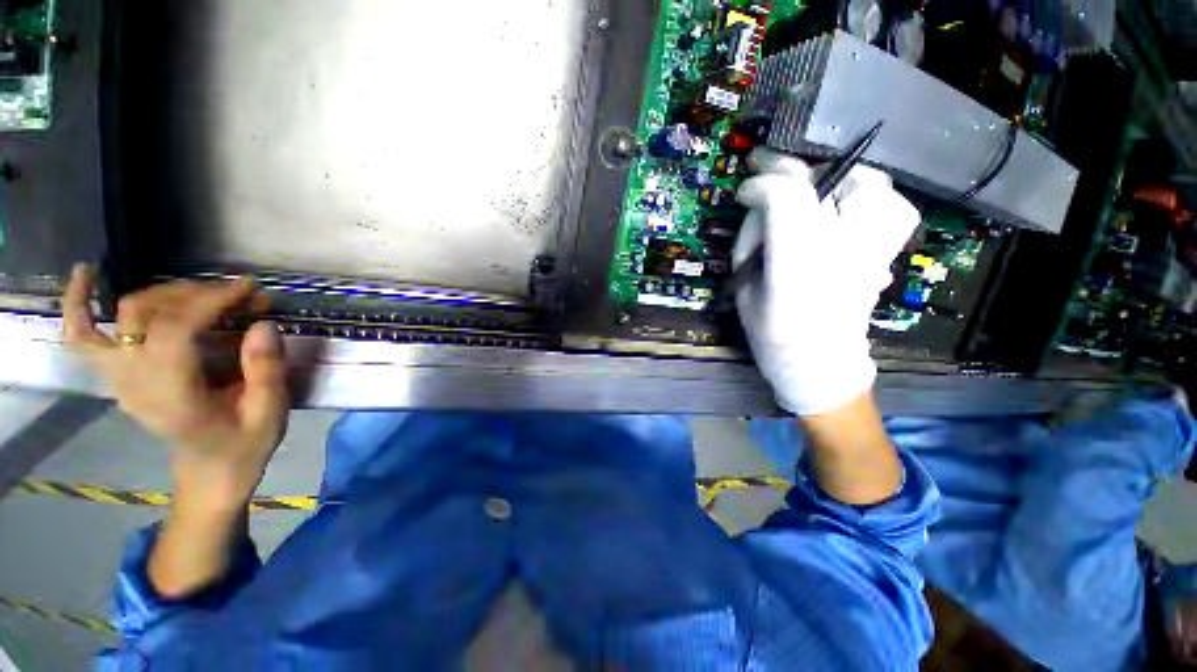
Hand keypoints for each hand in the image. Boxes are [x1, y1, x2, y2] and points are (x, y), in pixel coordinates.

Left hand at [62, 265, 289, 512]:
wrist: (211, 474)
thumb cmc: (244, 447)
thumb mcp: (269, 414)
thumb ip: (266, 370)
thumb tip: (264, 324)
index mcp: (172, 396)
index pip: (174, 329)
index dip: (210, 301)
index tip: (249, 289)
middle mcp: (134, 382)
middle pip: (146, 314)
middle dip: (196, 294)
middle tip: (240, 296)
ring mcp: (119, 378)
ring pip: (121, 316)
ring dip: (163, 293)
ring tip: (198, 289)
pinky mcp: (117, 375)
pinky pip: (82, 336)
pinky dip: (78, 304)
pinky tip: (86, 274)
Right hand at [734, 149, 919, 415]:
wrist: (820, 363)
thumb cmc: (771, 333)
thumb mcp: (744, 289)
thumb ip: (751, 244)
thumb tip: (759, 206)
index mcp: (796, 267)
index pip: (787, 198)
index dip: (762, 183)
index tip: (744, 191)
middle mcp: (841, 250)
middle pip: (825, 183)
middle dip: (789, 171)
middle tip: (768, 175)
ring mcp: (872, 249)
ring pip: (868, 184)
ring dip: (834, 178)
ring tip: (810, 191)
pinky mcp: (885, 253)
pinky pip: (893, 207)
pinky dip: (872, 196)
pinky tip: (849, 206)